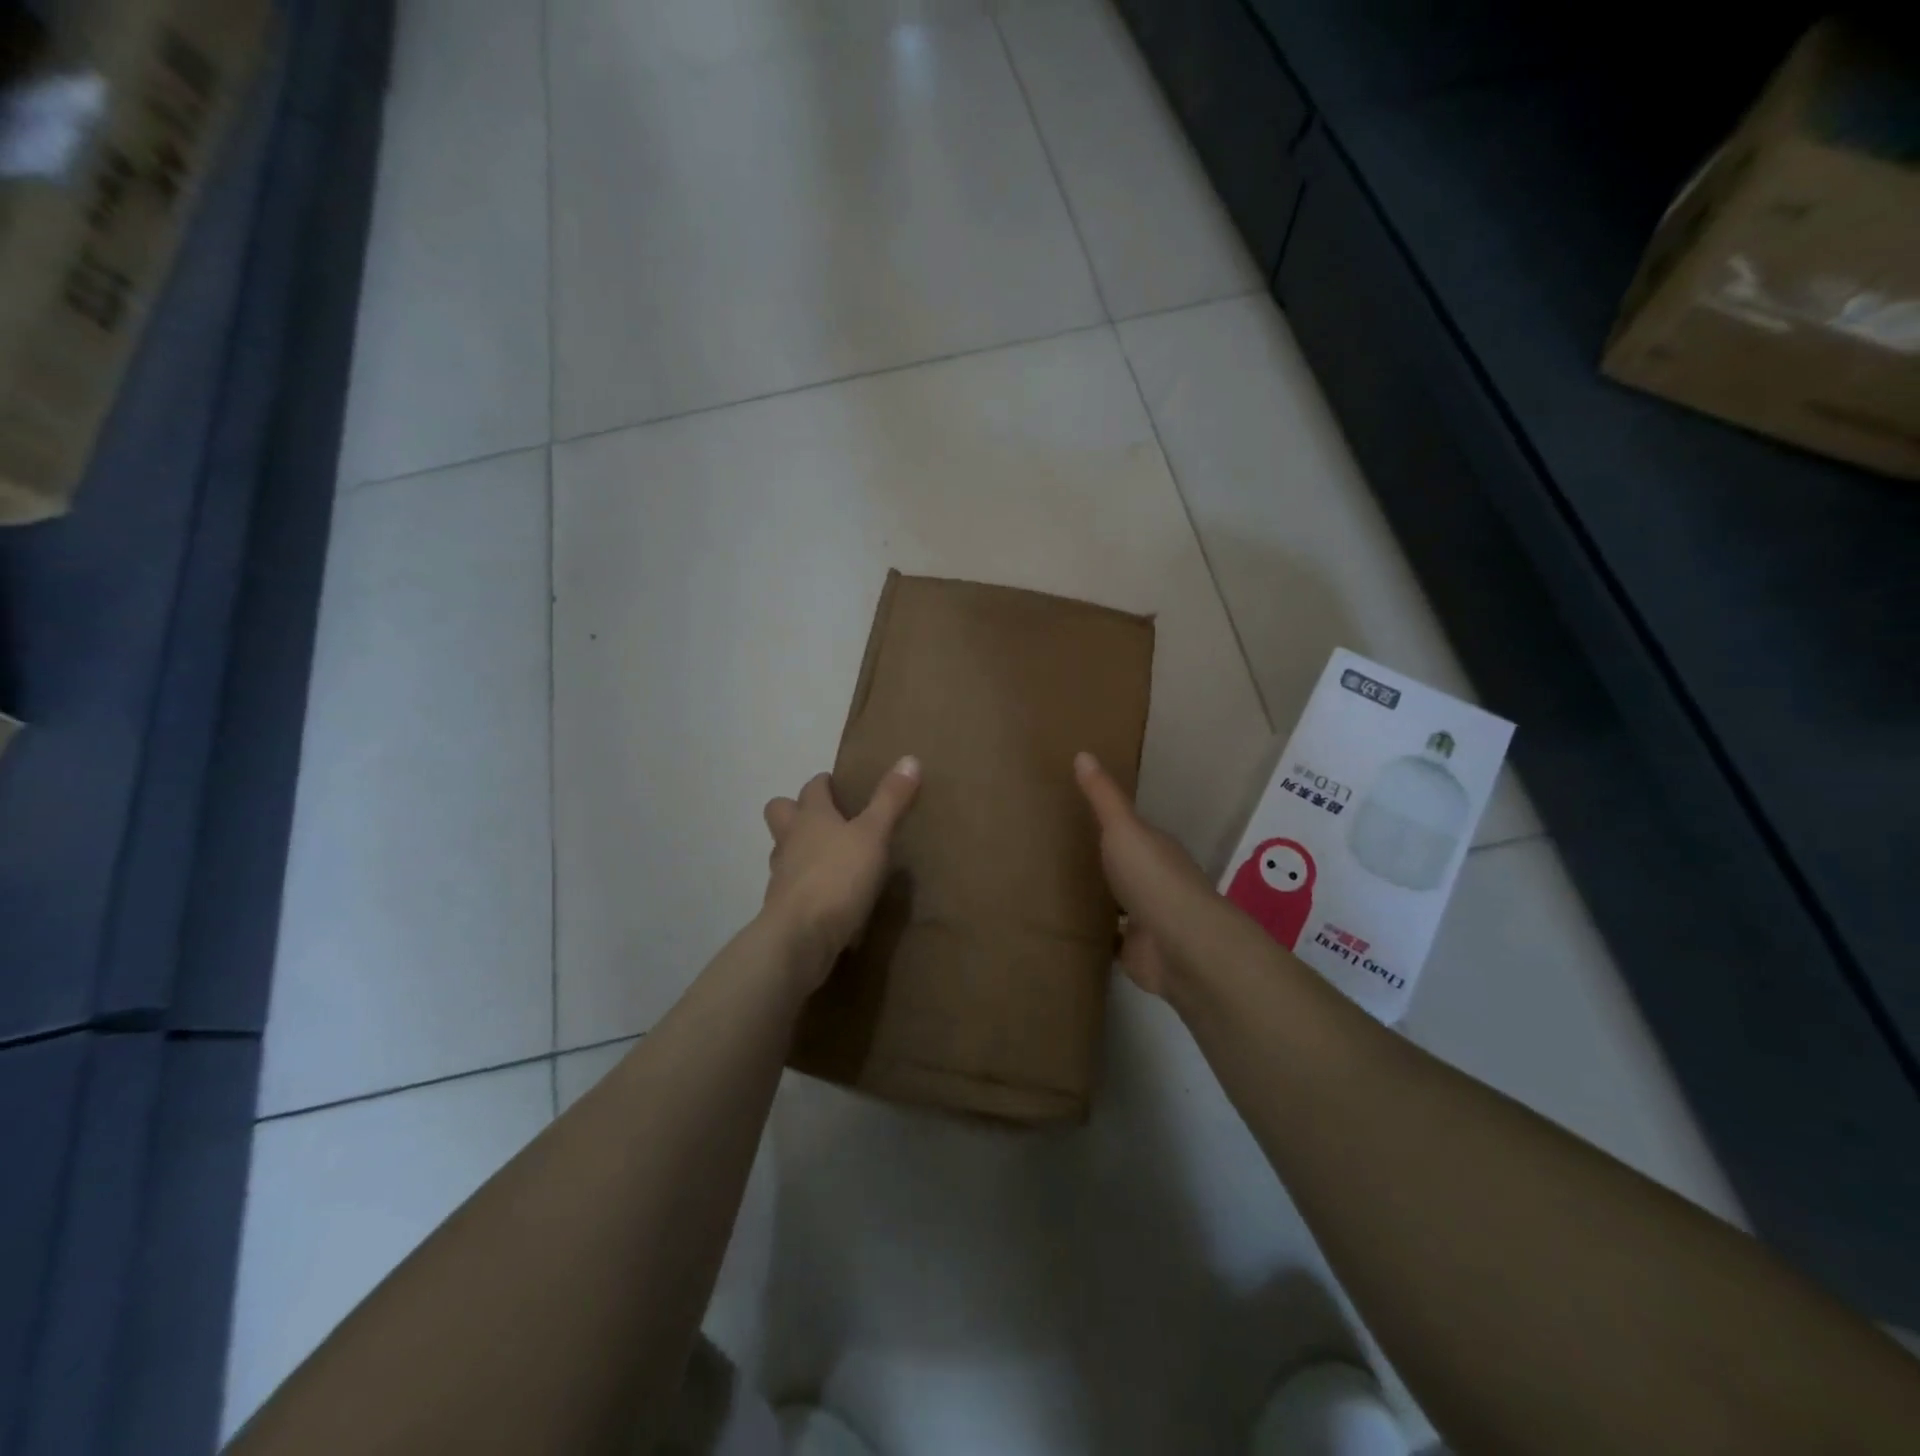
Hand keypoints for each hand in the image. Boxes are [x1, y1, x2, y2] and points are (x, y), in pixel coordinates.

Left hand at [761, 757, 920, 981]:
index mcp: (811, 816)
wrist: (801, 937)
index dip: (824, 784)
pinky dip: (806, 885)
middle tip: (826, 819)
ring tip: (829, 858)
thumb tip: (909, 758)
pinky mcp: (783, 907)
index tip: (838, 785)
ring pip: (783, 850)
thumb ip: (890, 800)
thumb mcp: (874, 835)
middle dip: (797, 810)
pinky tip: (828, 896)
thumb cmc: (838, 876)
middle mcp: (790, 840)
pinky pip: (792, 886)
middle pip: (780, 812)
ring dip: (800, 849)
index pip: (812, 788)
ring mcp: (781, 875)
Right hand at [1074, 751, 1238, 997]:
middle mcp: (1156, 882)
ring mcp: (1148, 919)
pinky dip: (1098, 935)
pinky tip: (1071, 929)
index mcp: (1156, 849)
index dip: (1110, 825)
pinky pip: (1113, 940)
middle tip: (1060, 854)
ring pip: (1120, 904)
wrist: (1179, 944)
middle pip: (1126, 868)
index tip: (1079, 819)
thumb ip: (1103, 797)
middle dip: (1103, 863)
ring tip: (1058, 890)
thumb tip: (1083, 753)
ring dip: (1100, 900)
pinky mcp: (1137, 951)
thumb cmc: (1152, 877)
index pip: (1133, 833)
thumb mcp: (1123, 828)